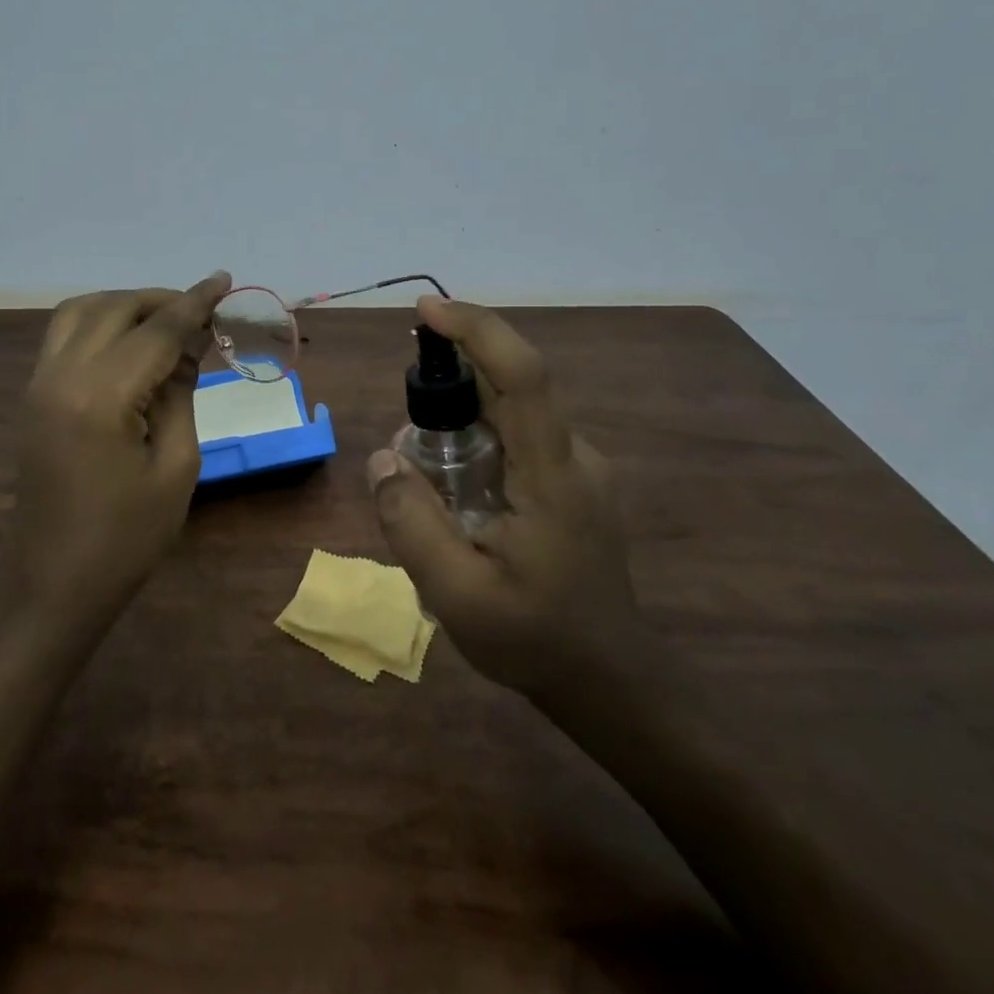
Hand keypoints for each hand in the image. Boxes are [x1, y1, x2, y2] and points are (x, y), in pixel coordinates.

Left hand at [12, 273, 231, 632]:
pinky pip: (65, 335)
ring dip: (126, 305)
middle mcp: (61, 376)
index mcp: (100, 397)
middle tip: (202, 313)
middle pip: (114, 308)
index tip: (225, 280)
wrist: (53, 583)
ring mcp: (39, 383)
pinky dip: (100, 322)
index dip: (195, 303)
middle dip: (162, 300)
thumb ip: (181, 395)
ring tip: (166, 322)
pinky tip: (130, 343)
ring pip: (81, 312)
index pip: (156, 331)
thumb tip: (187, 349)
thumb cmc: (126, 538)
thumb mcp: (176, 468)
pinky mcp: (33, 396)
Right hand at [366, 297, 648, 704]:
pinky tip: (457, 496)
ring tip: (430, 486)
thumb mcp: (456, 593)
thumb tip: (382, 457)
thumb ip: (412, 522)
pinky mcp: (574, 482)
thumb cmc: (535, 640)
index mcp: (554, 475)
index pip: (523, 375)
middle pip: (509, 389)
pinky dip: (477, 445)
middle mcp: (574, 456)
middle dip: (450, 389)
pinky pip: (518, 440)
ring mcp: (579, 469)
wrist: (611, 682)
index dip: (476, 330)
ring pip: (510, 416)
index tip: (426, 311)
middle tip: (408, 441)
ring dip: (460, 425)